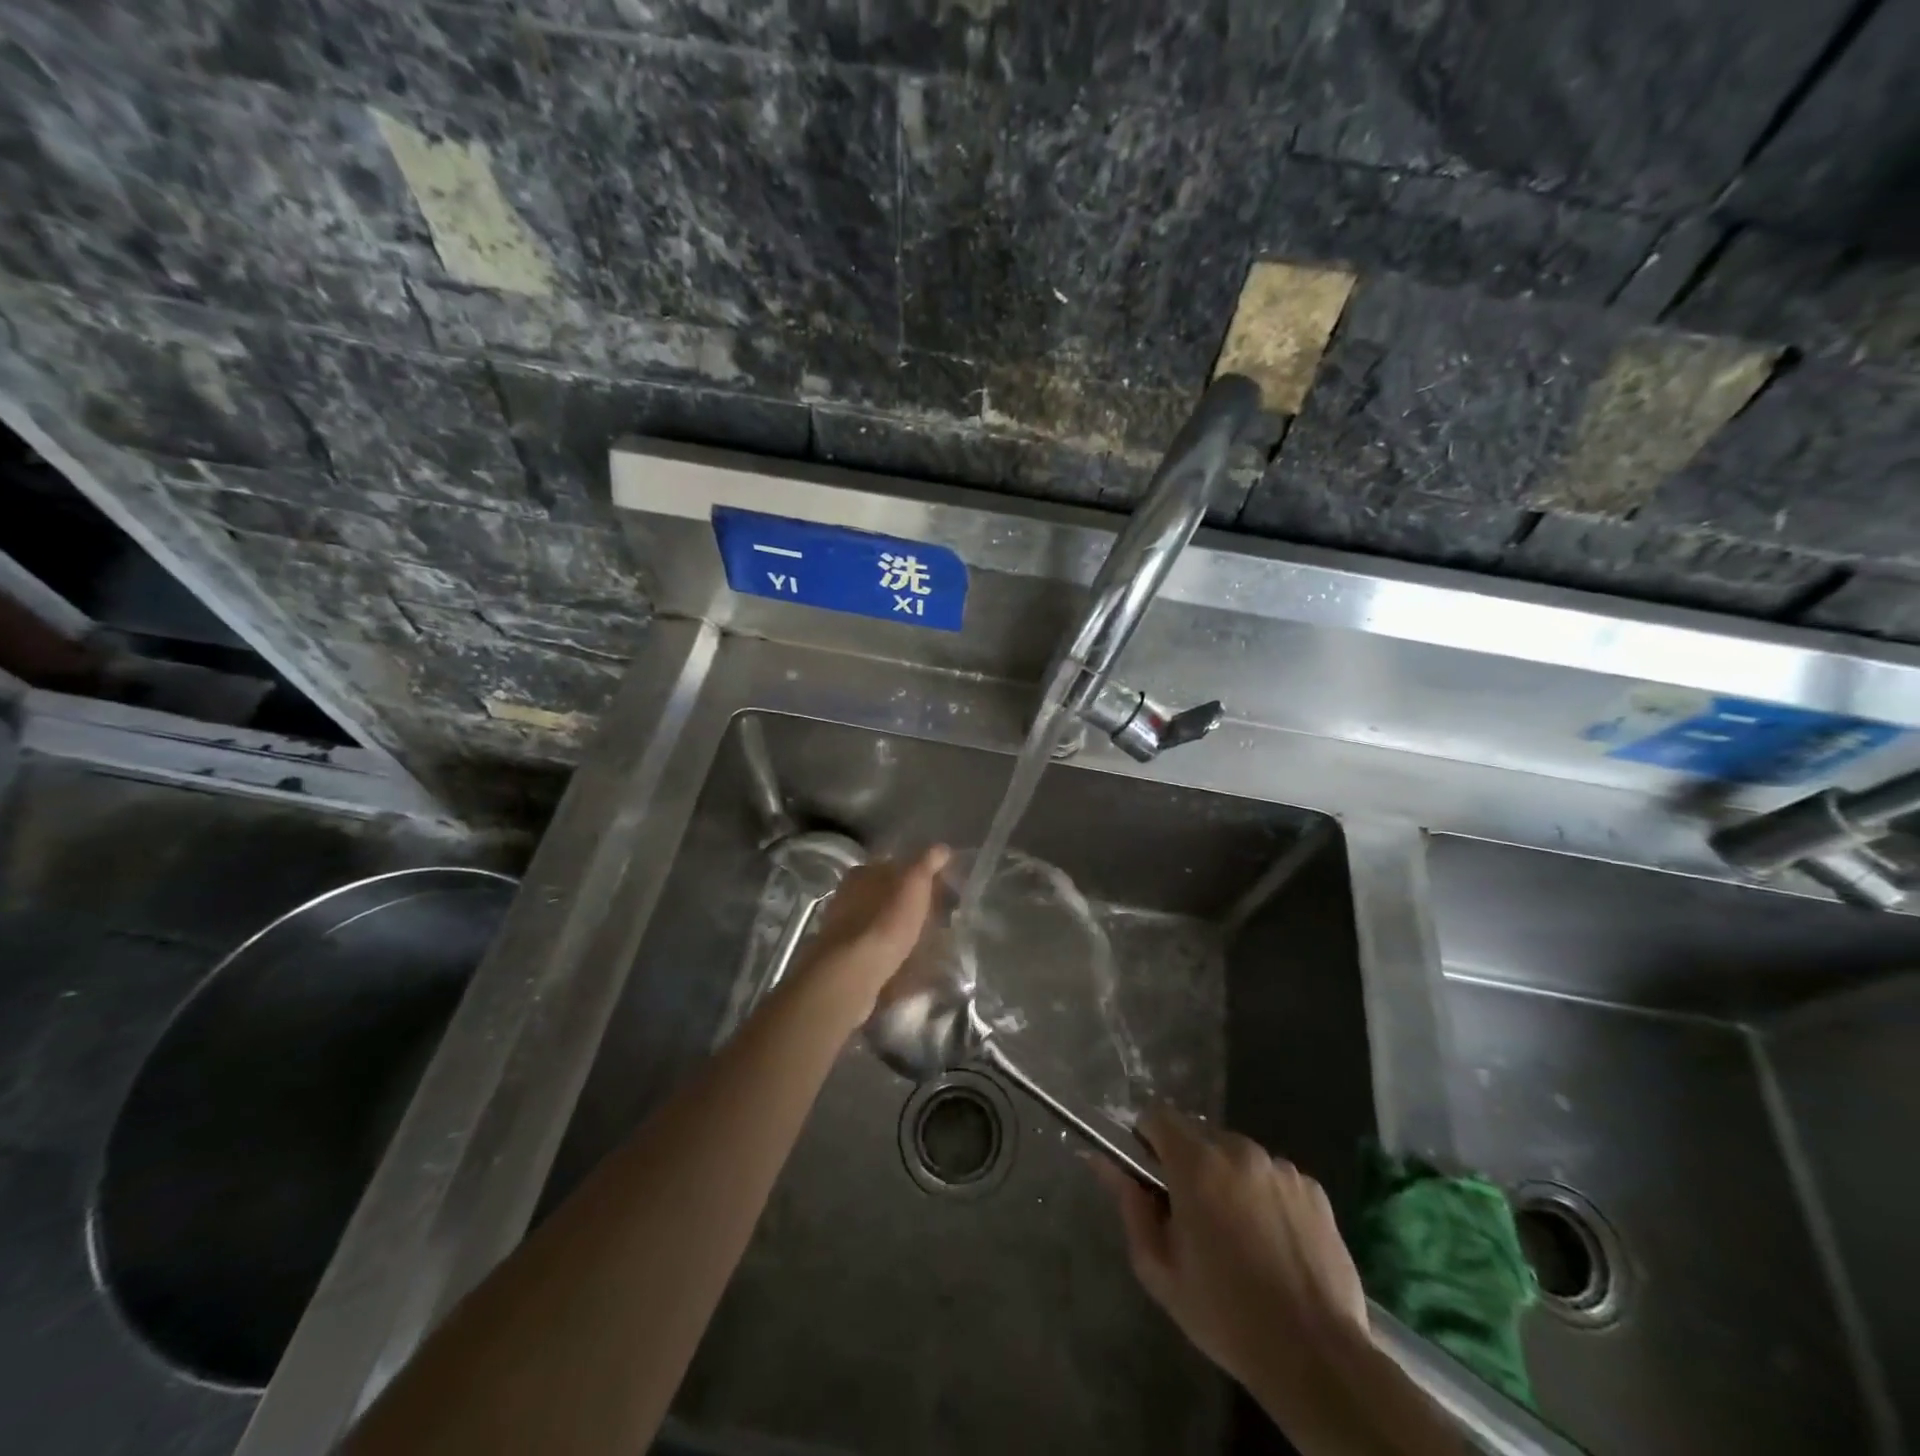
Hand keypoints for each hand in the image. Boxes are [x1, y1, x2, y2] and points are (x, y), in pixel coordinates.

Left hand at [795, 846, 948, 1019]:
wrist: (853, 970)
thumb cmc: (886, 918)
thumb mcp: (914, 881)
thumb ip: (927, 862)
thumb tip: (942, 848)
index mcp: (862, 872)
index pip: (893, 866)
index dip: (917, 875)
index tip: (938, 889)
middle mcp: (848, 895)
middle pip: (885, 894)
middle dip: (907, 903)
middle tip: (935, 917)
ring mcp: (844, 927)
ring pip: (879, 922)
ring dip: (899, 929)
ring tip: (925, 942)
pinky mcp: (846, 957)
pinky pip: (875, 949)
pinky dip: (891, 952)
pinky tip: (906, 963)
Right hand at [1091, 1107, 1368, 1392]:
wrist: (1316, 1358)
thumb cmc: (1226, 1315)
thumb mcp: (1159, 1270)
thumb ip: (1129, 1206)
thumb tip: (1105, 1163)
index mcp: (1196, 1163)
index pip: (1157, 1115)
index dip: (1147, 1140)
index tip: (1151, 1177)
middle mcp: (1238, 1150)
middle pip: (1199, 1135)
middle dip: (1189, 1164)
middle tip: (1193, 1217)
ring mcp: (1280, 1167)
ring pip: (1238, 1156)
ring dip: (1228, 1179)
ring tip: (1239, 1235)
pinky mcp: (1313, 1188)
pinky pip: (1274, 1177)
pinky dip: (1265, 1196)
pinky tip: (1273, 1243)